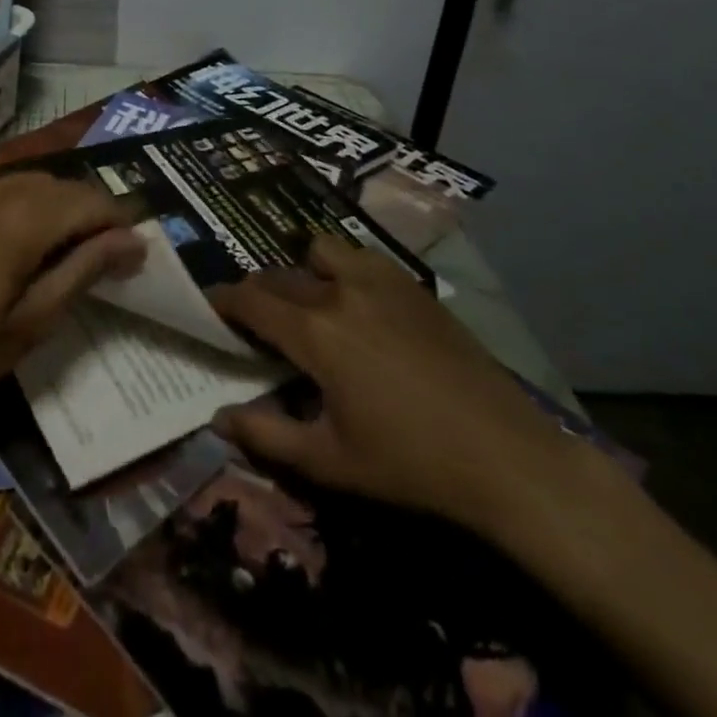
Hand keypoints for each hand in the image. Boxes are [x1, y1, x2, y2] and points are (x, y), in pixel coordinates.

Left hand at [0, 173, 143, 422]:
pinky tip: (24, 242)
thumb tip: (132, 241)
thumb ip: (83, 271)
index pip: (90, 201)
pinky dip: (28, 205)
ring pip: (34, 182)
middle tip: (107, 258)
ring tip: (69, 252)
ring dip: (61, 208)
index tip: (136, 255)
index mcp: (21, 218)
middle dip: (92, 214)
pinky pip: (3, 187)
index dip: (120, 223)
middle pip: (64, 186)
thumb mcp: (29, 323)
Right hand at [208, 235, 581, 535]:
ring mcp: (380, 282)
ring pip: (321, 251)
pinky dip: (343, 268)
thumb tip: (217, 418)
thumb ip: (266, 436)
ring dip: (303, 271)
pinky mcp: (412, 286)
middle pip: (280, 276)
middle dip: (258, 292)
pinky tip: (356, 302)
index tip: (210, 305)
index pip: (251, 301)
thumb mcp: (330, 461)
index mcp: (315, 333)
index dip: (224, 301)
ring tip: (310, 302)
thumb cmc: (411, 464)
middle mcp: (340, 292)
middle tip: (257, 320)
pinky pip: (361, 257)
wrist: (506, 456)